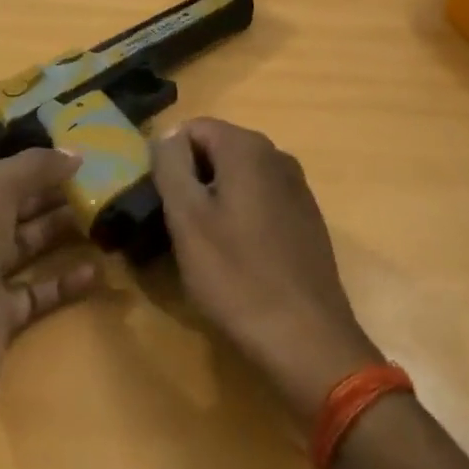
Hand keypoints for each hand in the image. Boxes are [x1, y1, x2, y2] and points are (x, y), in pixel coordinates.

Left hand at [0, 149, 98, 468]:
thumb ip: (32, 169)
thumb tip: (74, 152)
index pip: (11, 171)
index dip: (47, 161)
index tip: (93, 151)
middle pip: (23, 207)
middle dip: (61, 194)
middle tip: (111, 184)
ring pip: (32, 246)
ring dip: (67, 232)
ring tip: (111, 219)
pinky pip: (39, 293)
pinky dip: (66, 281)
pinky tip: (97, 271)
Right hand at [150, 118, 381, 427]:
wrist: (308, 340)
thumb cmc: (237, 277)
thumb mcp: (187, 219)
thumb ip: (171, 165)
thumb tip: (167, 136)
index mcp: (248, 147)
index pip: (192, 128)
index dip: (169, 159)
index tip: (160, 200)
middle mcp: (277, 155)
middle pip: (217, 149)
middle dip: (192, 179)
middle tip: (176, 226)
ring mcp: (297, 187)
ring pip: (239, 177)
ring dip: (215, 200)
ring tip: (203, 247)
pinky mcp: (306, 218)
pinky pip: (261, 200)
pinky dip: (241, 217)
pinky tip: (237, 258)